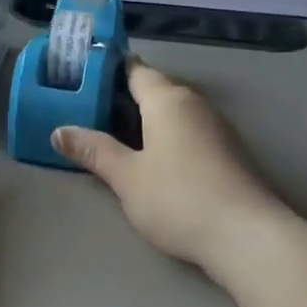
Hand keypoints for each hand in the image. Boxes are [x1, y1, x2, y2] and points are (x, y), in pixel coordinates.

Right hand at [53, 61, 289, 273]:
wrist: (247, 236)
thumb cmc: (179, 199)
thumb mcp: (127, 177)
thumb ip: (94, 151)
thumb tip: (59, 131)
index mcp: (167, 99)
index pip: (134, 70)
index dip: (107, 70)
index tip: (80, 77)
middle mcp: (194, 103)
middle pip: (154, 89)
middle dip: (122, 97)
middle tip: (86, 111)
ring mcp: (216, 127)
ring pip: (172, 111)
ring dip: (145, 119)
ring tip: (112, 136)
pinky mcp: (228, 151)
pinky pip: (188, 130)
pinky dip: (165, 135)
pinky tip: (151, 158)